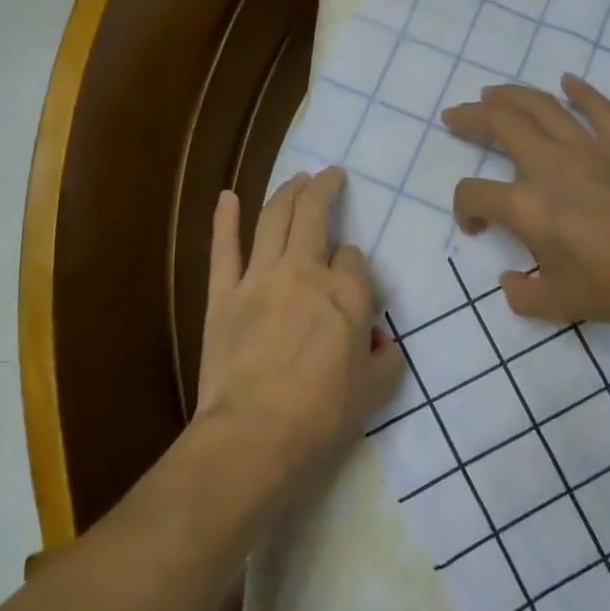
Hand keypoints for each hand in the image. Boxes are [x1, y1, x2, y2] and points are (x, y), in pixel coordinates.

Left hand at [192, 168, 403, 511]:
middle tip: (330, 176)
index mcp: (348, 294)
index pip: (355, 258)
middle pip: (315, 216)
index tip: (353, 281)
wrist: (256, 434)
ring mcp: (260, 279)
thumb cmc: (323, 416)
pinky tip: (227, 197)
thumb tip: (380, 342)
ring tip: (297, 178)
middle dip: (325, 189)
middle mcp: (306, 272)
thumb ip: (386, 358)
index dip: (355, 264)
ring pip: (274, 219)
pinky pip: (224, 249)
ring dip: (287, 192)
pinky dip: (225, 220)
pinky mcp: (224, 295)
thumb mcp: (376, 391)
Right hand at [442, 75, 609, 331]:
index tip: (475, 226)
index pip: (474, 193)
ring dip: (511, 95)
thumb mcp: (558, 304)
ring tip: (492, 93)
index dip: (463, 208)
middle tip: (455, 116)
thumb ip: (522, 295)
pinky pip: (600, 108)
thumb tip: (509, 281)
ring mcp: (591, 149)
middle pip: (500, 125)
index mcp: (527, 207)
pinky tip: (566, 82)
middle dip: (471, 117)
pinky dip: (580, 92)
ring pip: (542, 107)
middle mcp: (551, 166)